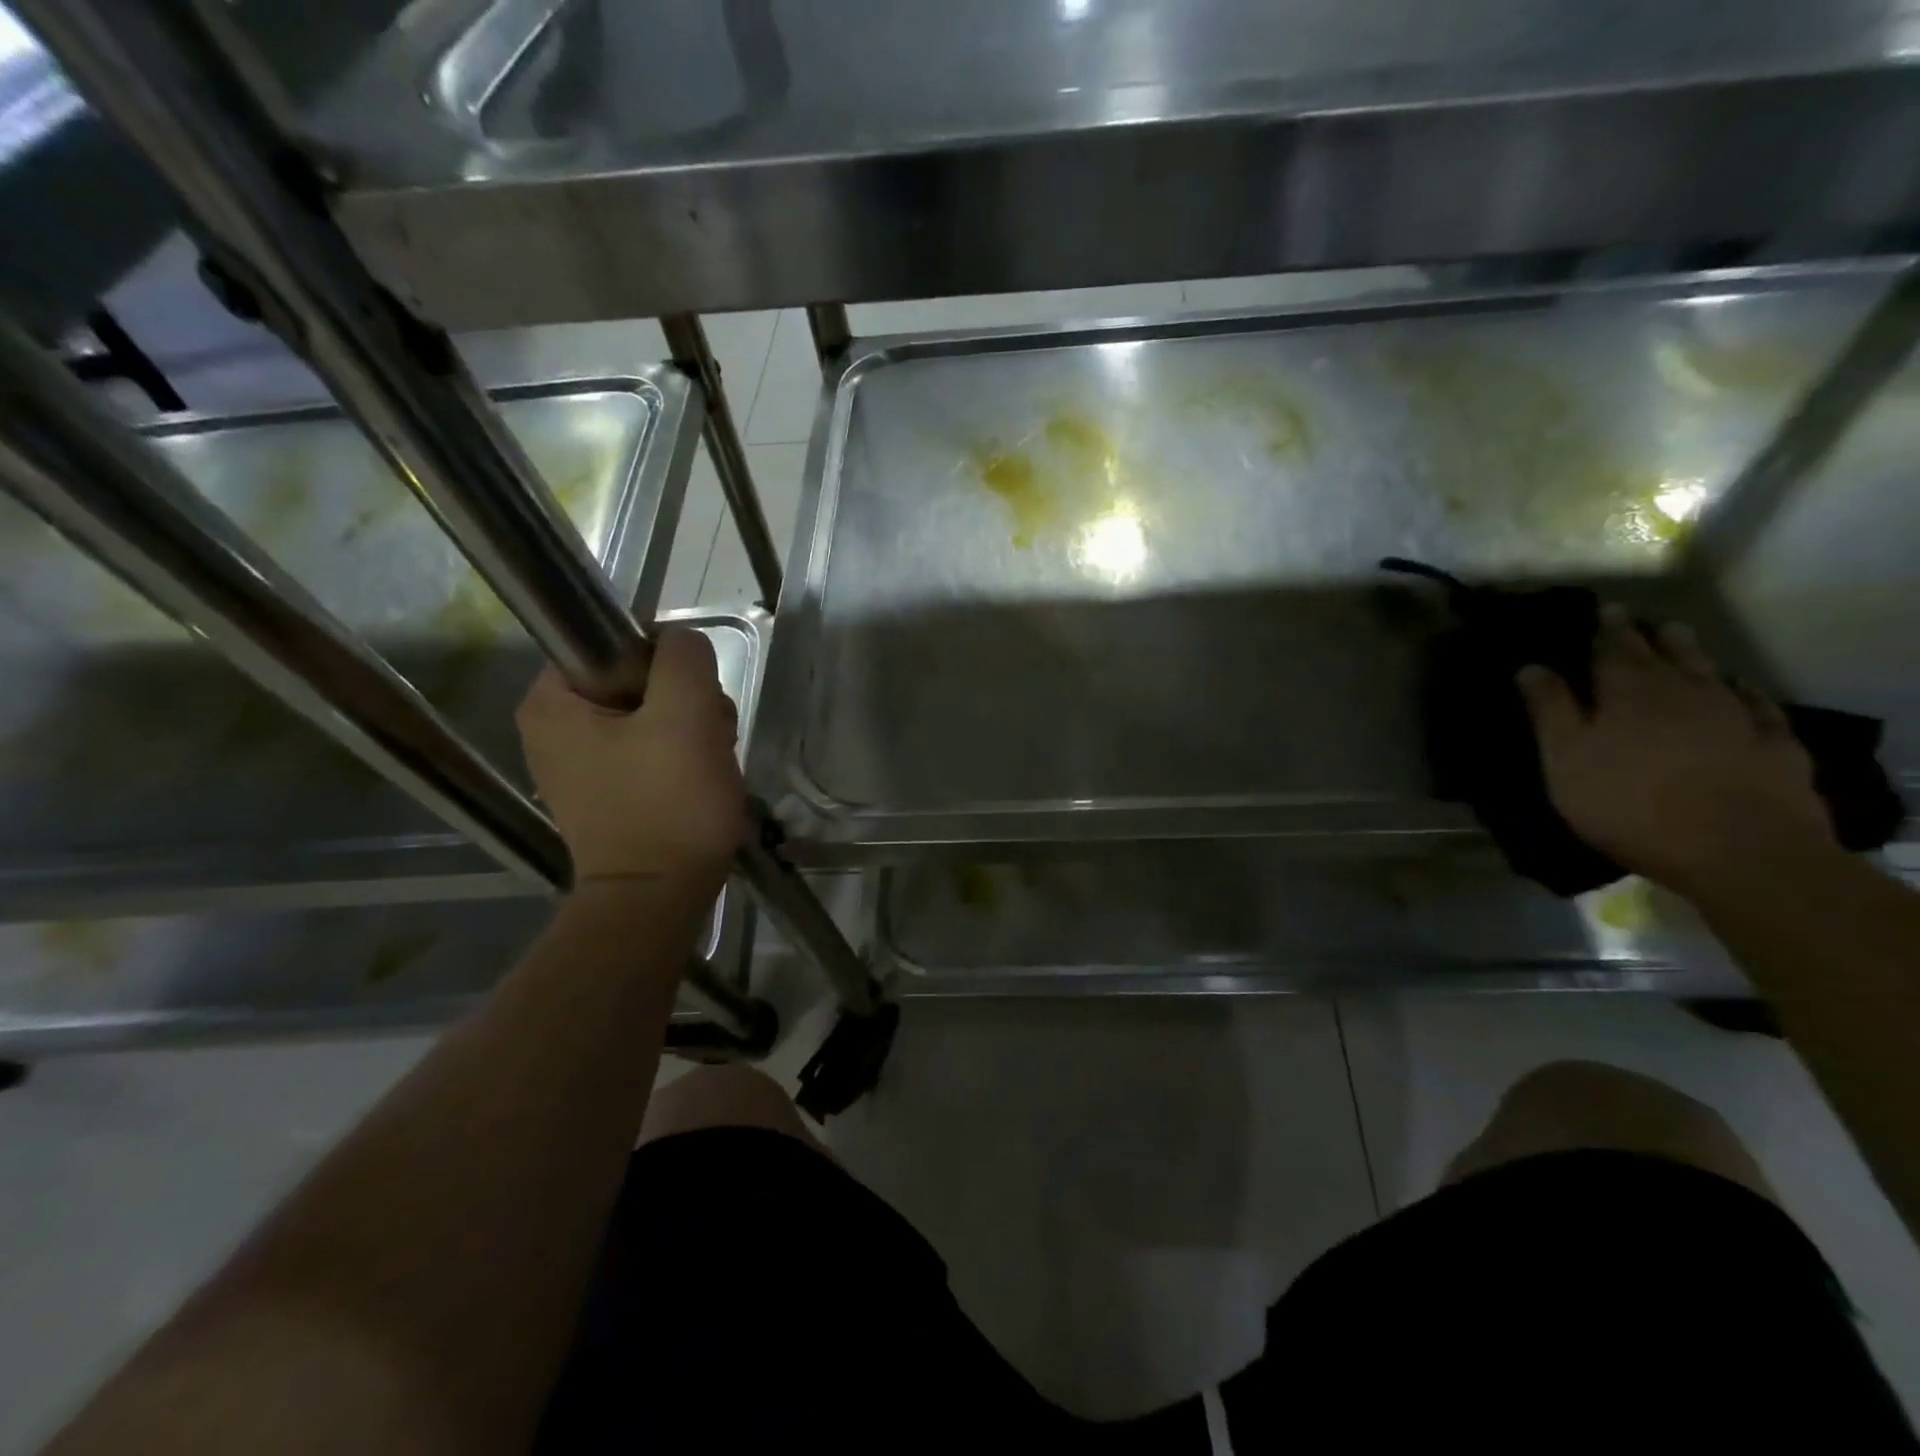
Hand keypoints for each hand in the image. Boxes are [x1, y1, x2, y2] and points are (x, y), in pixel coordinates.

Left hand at [516, 630, 746, 890]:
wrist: (658, 899)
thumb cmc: (668, 805)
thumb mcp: (686, 716)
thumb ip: (684, 659)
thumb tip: (681, 644)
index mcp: (551, 702)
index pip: (615, 644)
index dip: (665, 664)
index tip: (691, 702)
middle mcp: (554, 728)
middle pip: (638, 681)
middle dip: (686, 703)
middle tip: (707, 738)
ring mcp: (581, 763)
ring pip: (653, 715)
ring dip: (693, 730)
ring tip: (709, 765)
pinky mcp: (609, 790)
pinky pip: (652, 749)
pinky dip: (682, 757)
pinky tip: (700, 780)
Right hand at [1517, 604, 1835, 897]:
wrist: (1737, 848)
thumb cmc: (1628, 802)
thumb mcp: (1566, 758)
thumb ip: (1550, 711)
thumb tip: (1532, 666)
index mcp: (1625, 693)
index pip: (1611, 650)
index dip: (1604, 630)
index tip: (1601, 608)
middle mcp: (1681, 692)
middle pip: (1660, 655)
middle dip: (1642, 636)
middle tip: (1633, 617)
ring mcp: (1733, 716)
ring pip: (1707, 671)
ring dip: (1690, 652)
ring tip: (1678, 634)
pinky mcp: (1772, 745)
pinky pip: (1758, 705)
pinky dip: (1745, 690)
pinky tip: (1741, 685)